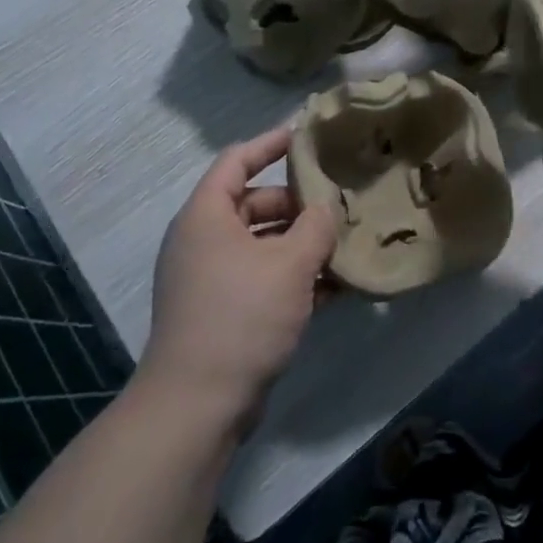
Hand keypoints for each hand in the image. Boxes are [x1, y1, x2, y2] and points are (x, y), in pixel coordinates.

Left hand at [140, 126, 334, 433]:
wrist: (198, 405)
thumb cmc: (242, 316)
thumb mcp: (291, 264)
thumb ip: (316, 226)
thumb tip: (327, 207)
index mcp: (206, 216)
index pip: (237, 160)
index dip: (270, 143)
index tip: (306, 136)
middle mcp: (203, 241)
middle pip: (254, 203)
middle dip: (298, 204)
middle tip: (339, 203)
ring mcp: (210, 279)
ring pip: (263, 245)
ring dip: (301, 245)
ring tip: (345, 245)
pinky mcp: (222, 312)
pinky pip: (262, 279)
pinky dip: (293, 278)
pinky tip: (334, 289)